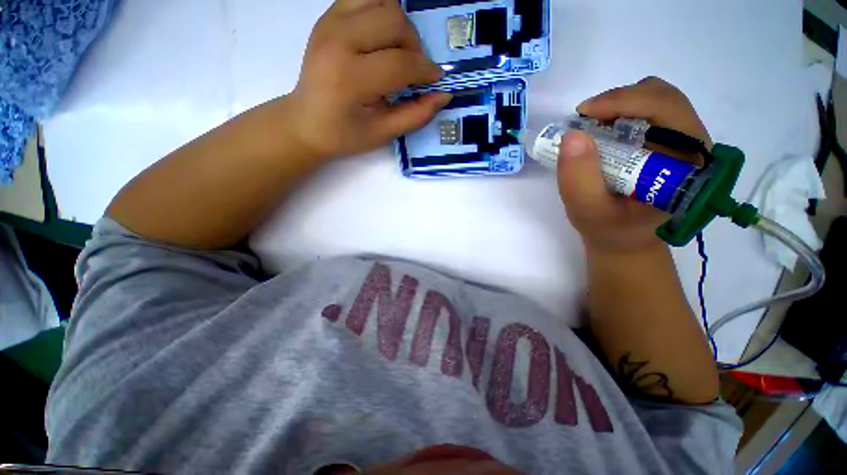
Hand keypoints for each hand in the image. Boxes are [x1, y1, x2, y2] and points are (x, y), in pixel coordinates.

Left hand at [288, 0, 451, 159]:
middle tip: (412, 70)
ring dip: (399, 25)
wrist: (306, 122)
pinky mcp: (328, 17)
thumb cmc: (345, 134)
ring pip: (381, 0)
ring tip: (397, 52)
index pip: (401, 63)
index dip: (426, 71)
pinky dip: (381, 13)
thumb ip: (416, 115)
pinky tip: (381, 39)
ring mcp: (330, 23)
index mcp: (351, 78)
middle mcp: (339, 40)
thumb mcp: (383, 133)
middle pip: (394, 20)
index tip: (436, 80)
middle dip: (413, 45)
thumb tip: (444, 95)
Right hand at [557, 77, 711, 252]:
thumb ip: (579, 179)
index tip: (585, 113)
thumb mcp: (588, 211)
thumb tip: (572, 135)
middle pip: (663, 97)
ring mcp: (680, 141)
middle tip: (584, 119)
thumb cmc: (609, 229)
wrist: (623, 237)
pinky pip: (646, 111)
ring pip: (655, 98)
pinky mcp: (665, 141)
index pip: (669, 111)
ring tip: (591, 126)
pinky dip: (619, 112)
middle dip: (619, 100)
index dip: (626, 102)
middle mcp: (693, 145)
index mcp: (689, 164)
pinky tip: (601, 131)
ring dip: (618, 105)